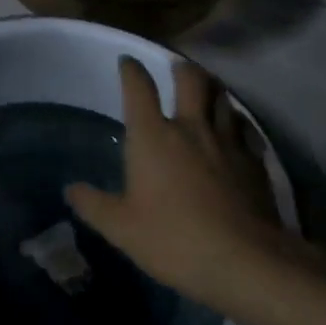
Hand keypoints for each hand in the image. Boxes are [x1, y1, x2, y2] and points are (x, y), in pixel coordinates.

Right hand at [66, 56, 297, 311]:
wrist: (246, 262)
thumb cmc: (174, 239)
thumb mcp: (122, 228)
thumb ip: (94, 205)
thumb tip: (70, 189)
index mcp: (153, 136)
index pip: (139, 87)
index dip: (131, 70)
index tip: (127, 62)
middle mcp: (190, 127)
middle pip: (190, 80)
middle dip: (181, 67)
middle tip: (176, 66)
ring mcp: (227, 142)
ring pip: (222, 97)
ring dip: (212, 88)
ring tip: (206, 88)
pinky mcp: (254, 162)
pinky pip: (245, 128)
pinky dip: (236, 121)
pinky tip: (235, 129)